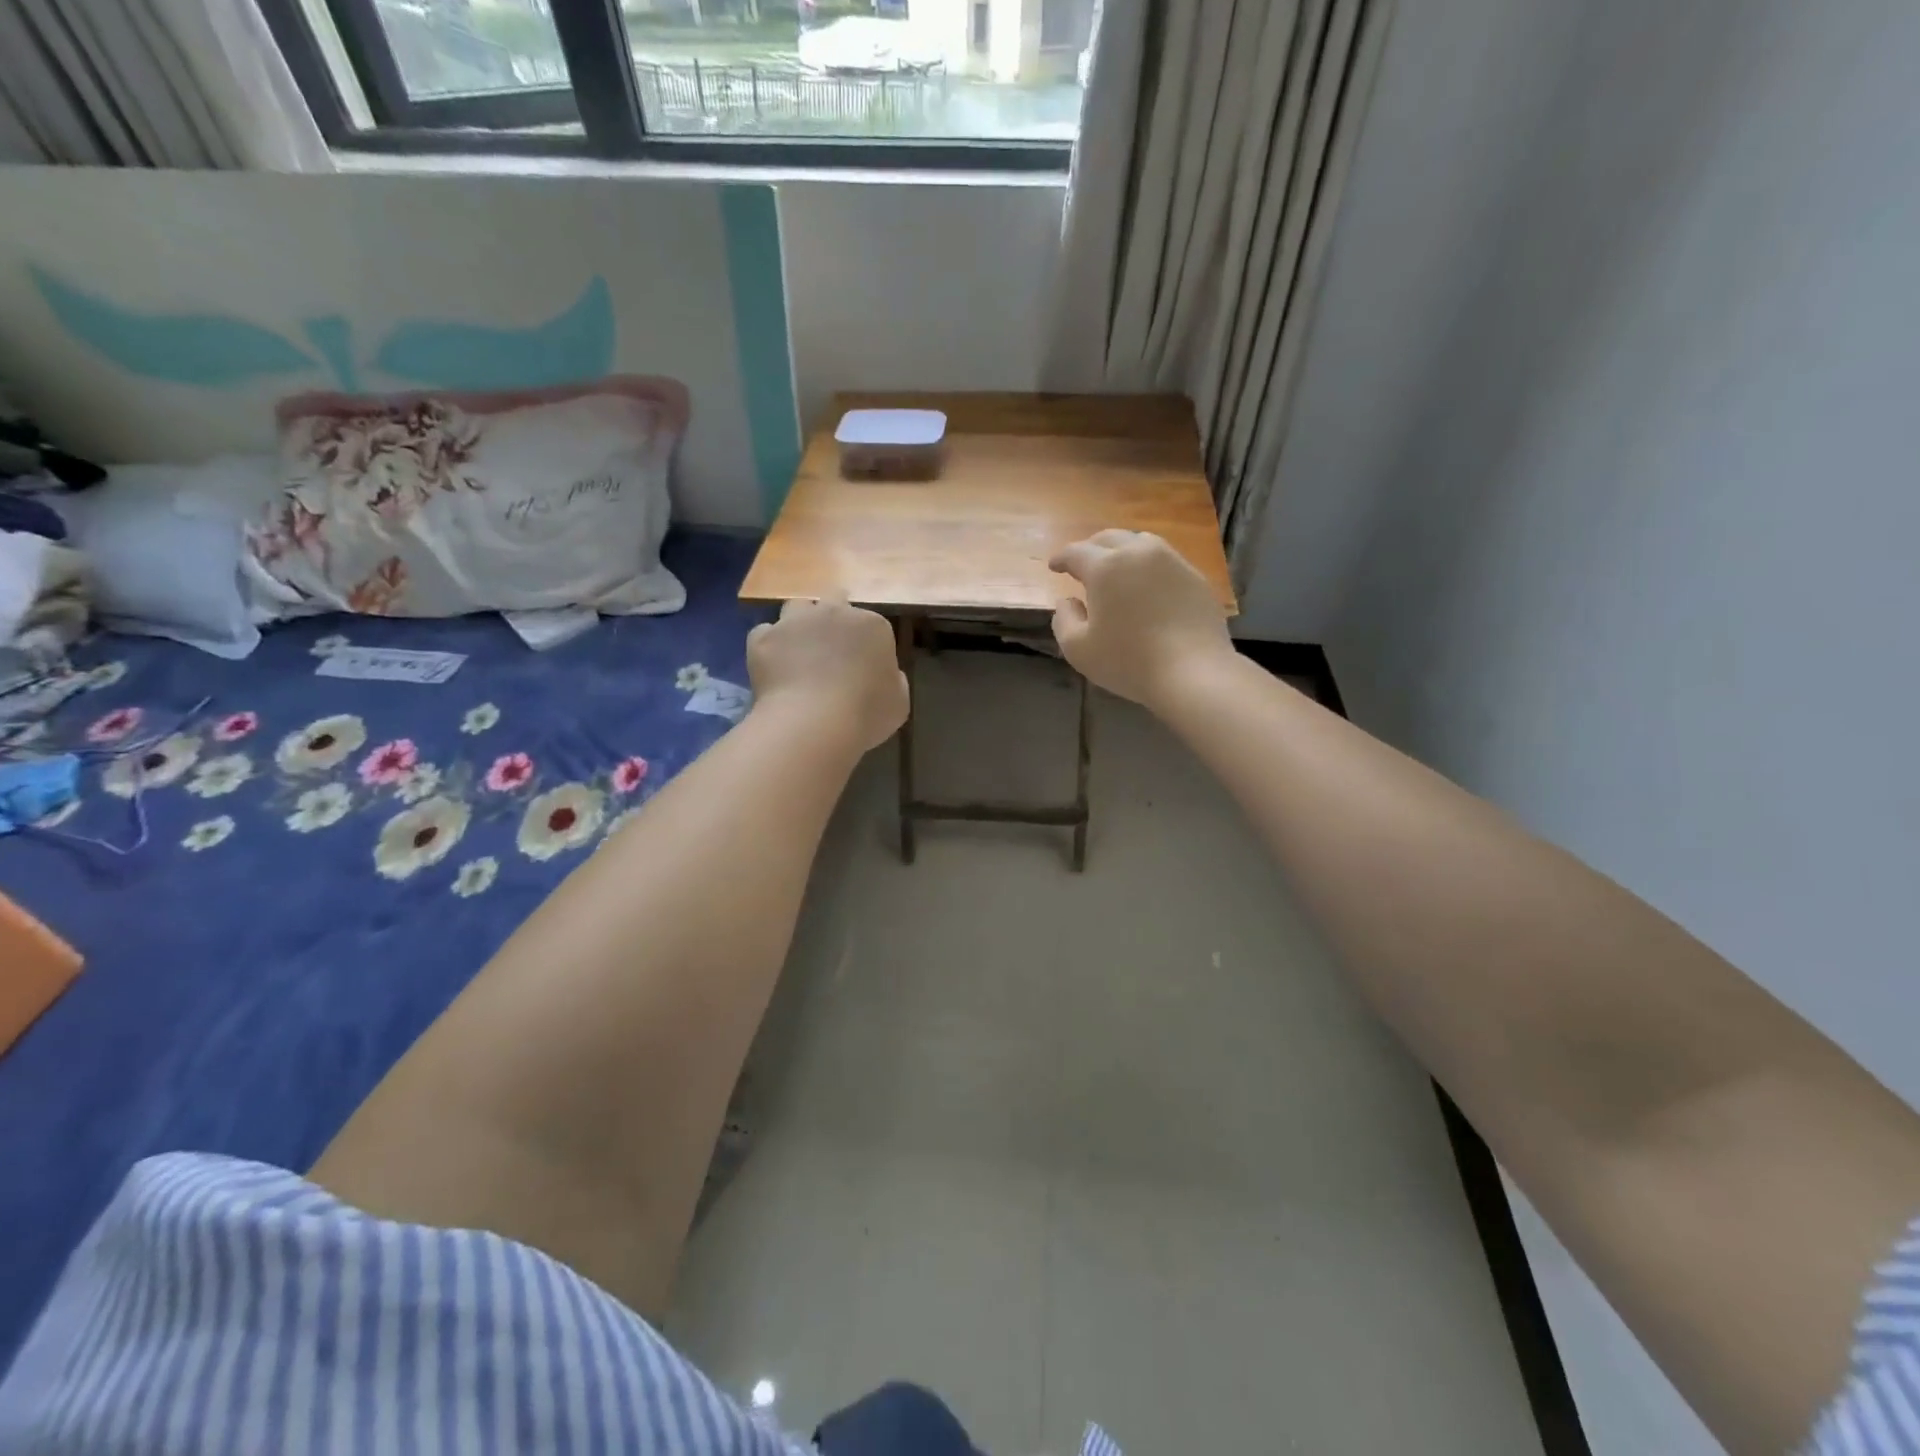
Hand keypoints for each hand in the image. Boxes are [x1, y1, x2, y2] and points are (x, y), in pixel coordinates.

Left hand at [747, 595, 908, 752]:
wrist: (812, 723)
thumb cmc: (865, 715)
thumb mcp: (898, 702)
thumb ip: (893, 680)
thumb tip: (885, 674)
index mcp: (872, 626)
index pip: (871, 625)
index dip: (866, 644)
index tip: (863, 667)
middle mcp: (833, 612)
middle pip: (834, 601)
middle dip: (834, 618)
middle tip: (832, 648)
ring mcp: (795, 622)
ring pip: (796, 607)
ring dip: (800, 623)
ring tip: (799, 651)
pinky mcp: (763, 638)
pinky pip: (765, 634)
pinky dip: (770, 646)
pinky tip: (775, 667)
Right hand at [1049, 530, 1233, 708]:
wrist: (1193, 672)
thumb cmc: (1129, 661)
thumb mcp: (1078, 649)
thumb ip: (1064, 619)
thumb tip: (1067, 600)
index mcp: (1105, 567)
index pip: (1076, 552)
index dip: (1061, 558)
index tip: (1054, 566)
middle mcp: (1138, 553)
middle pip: (1109, 538)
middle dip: (1091, 548)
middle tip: (1082, 565)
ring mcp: (1172, 561)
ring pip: (1140, 543)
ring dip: (1122, 551)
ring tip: (1116, 569)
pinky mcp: (1194, 577)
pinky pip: (1165, 561)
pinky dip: (1148, 567)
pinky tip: (1147, 586)